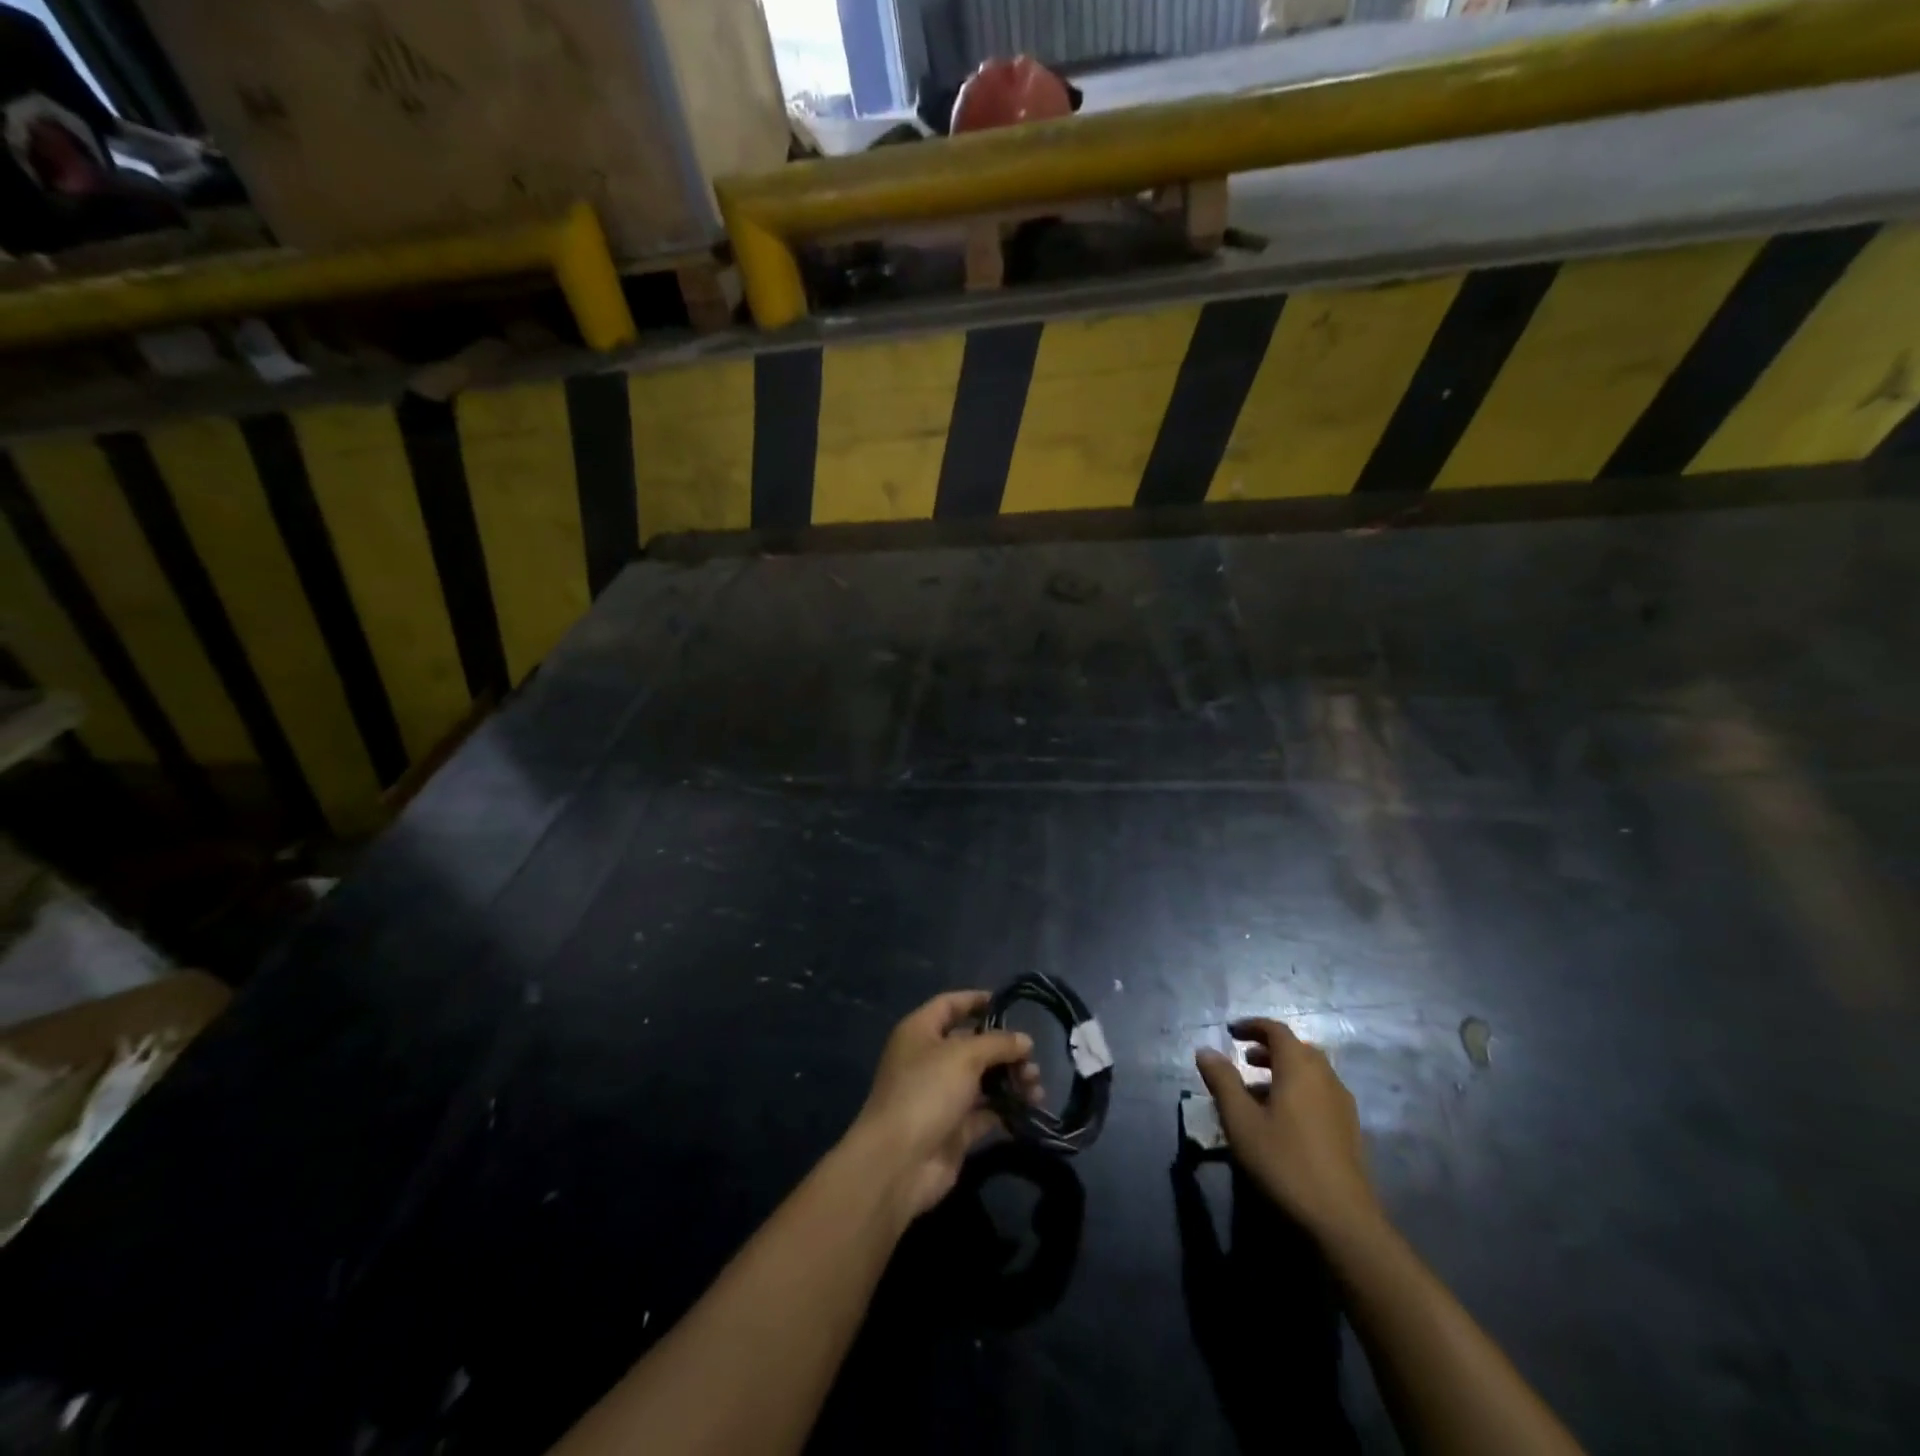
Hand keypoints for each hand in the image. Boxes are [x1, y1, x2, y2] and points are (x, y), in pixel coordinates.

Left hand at [850, 991, 1040, 1219]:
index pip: (950, 1005)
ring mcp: (941, 1095)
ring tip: (1035, 1088)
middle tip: (1031, 1060)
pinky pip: (986, 1111)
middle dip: (1004, 1049)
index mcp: (920, 1032)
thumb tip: (1025, 1041)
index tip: (1009, 1004)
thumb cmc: (927, 1091)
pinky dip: (1007, 1108)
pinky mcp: (954, 1128)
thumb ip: (998, 1044)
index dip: (977, 1001)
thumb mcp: (964, 1056)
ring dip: (1011, 1080)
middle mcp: (929, 1059)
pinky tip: (1030, 1109)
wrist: (899, 1162)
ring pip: (983, 1079)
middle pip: (972, 1044)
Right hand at [1196, 1019, 1379, 1239]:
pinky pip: (1320, 1093)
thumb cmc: (1284, 1162)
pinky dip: (1298, 1091)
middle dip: (1268, 1049)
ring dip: (1283, 1071)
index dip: (1252, 1026)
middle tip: (1243, 1059)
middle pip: (1297, 1049)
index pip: (1276, 1030)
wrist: (1342, 1220)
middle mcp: (1325, 1078)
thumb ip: (1222, 1081)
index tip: (1230, 1032)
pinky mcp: (1349, 1130)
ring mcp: (1342, 1105)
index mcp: (1300, 1068)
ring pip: (1310, 1073)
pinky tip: (1282, 1119)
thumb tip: (1205, 1051)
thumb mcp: (1241, 1121)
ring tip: (1256, 1091)